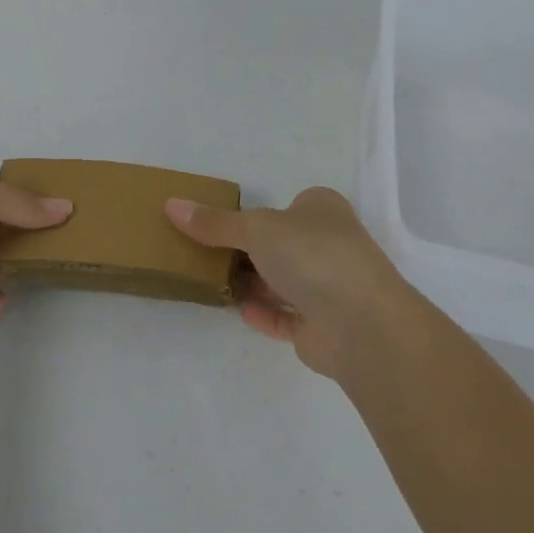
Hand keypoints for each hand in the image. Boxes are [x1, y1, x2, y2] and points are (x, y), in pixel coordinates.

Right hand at [165, 186, 405, 379]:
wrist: (363, 325)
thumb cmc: (313, 255)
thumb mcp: (255, 228)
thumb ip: (214, 223)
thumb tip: (171, 205)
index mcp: (321, 210)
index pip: (285, 206)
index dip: (255, 213)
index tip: (218, 223)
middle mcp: (329, 245)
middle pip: (279, 245)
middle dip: (247, 251)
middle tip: (204, 253)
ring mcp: (329, 287)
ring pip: (282, 281)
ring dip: (252, 283)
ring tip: (210, 281)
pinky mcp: (323, 327)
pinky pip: (285, 316)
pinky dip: (263, 313)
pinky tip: (237, 310)